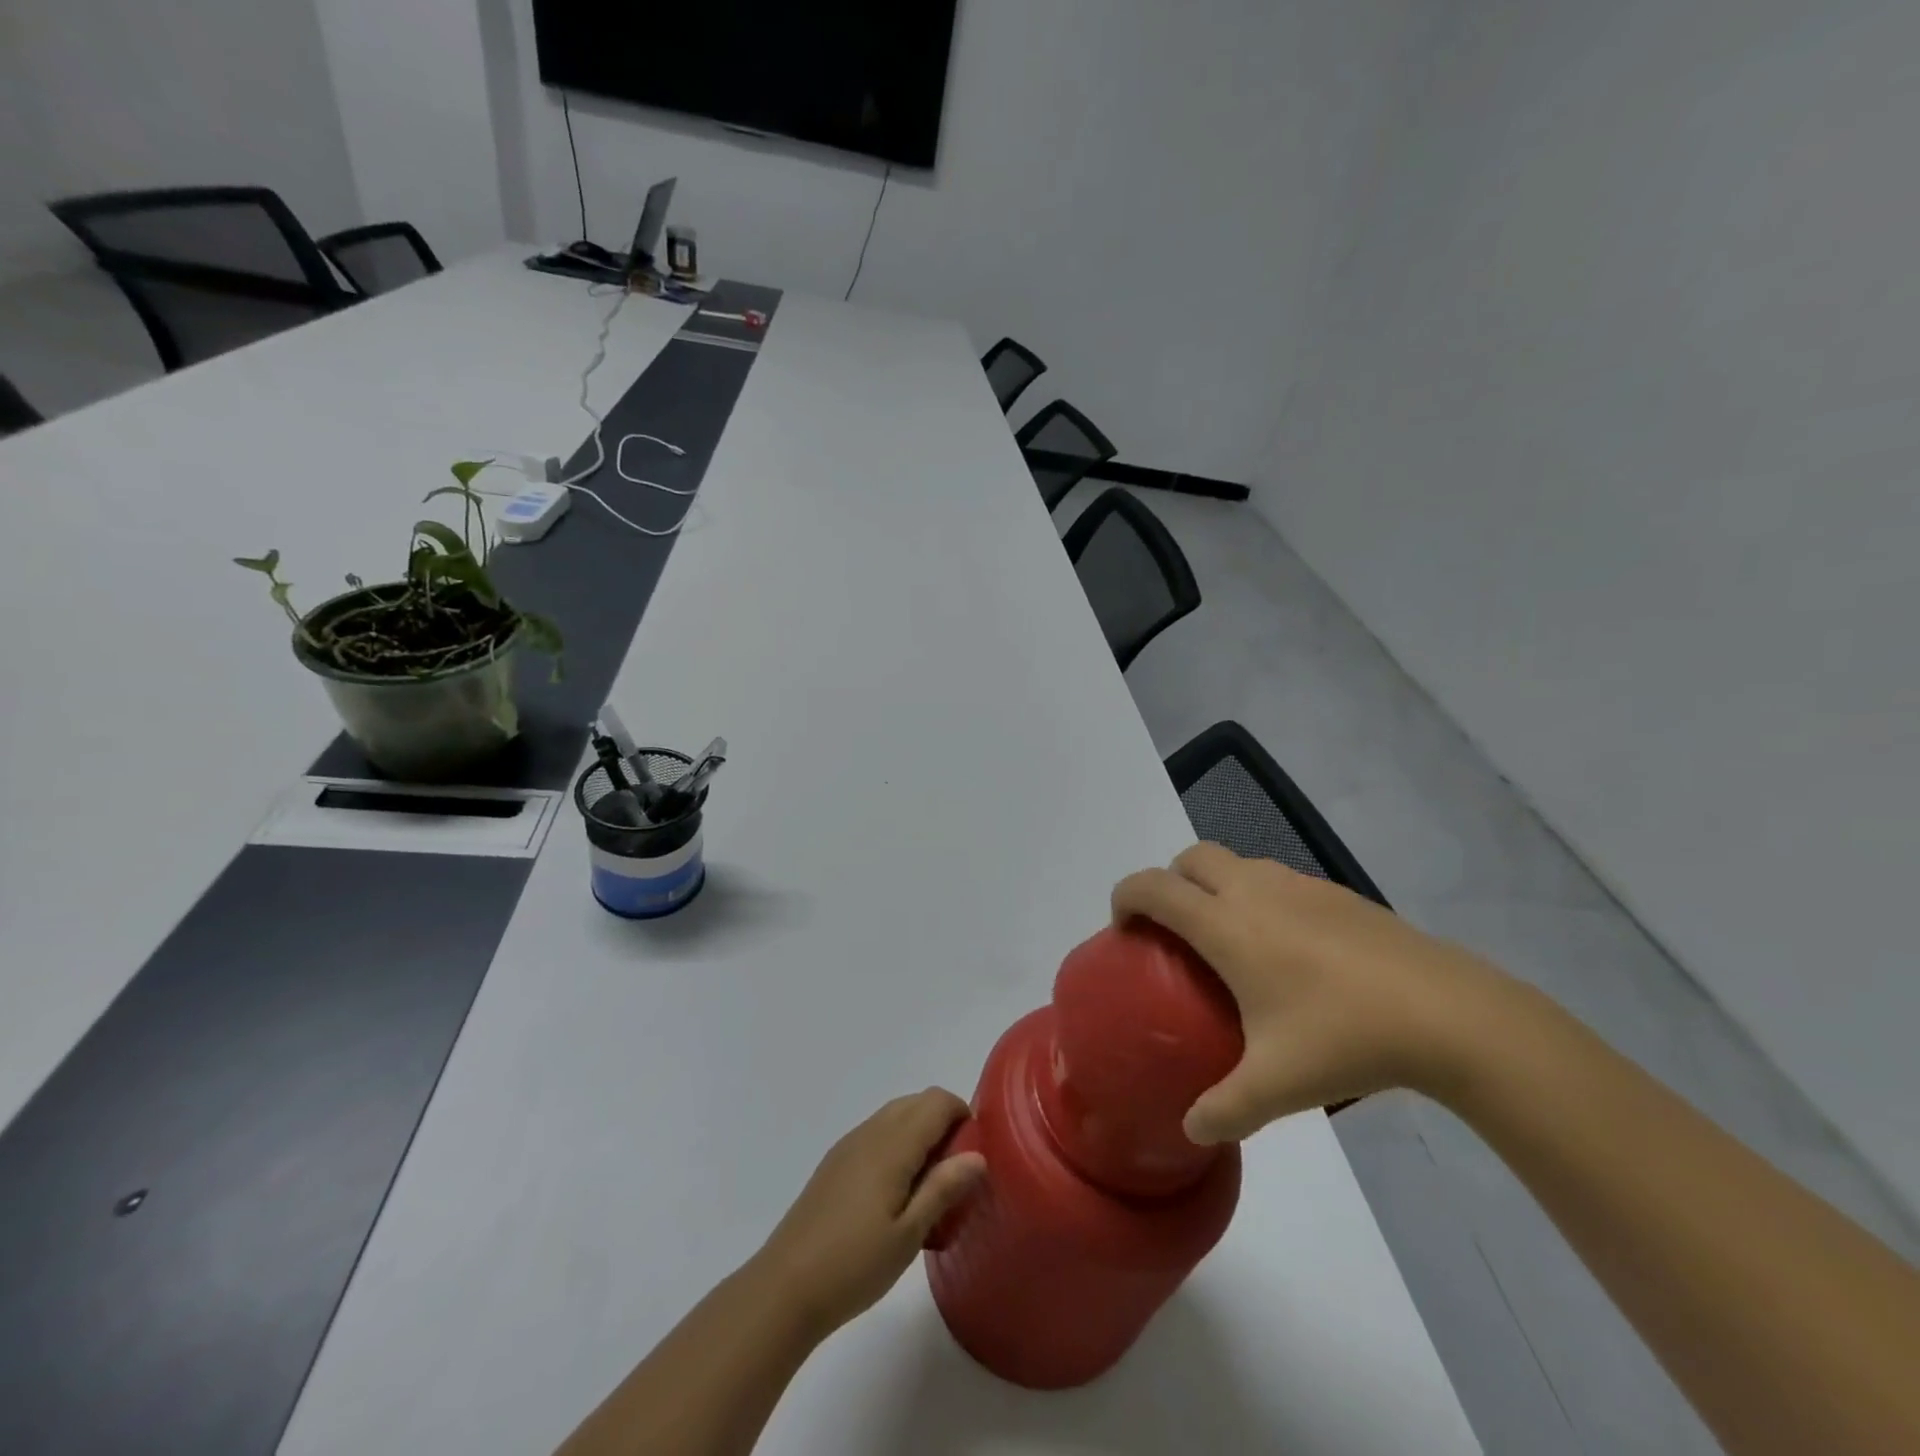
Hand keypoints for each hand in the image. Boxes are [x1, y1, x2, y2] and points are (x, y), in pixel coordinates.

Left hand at [753, 1089, 985, 1340]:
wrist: (785, 1288)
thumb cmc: (854, 1264)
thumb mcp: (909, 1234)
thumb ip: (944, 1188)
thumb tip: (978, 1155)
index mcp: (892, 1143)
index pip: (937, 1101)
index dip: (963, 1115)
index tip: (974, 1154)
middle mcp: (871, 1132)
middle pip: (916, 1103)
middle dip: (943, 1124)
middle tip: (955, 1174)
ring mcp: (849, 1145)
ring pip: (895, 1117)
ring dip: (919, 1135)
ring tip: (928, 1188)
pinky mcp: (835, 1163)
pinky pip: (877, 1135)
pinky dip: (897, 1146)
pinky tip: (895, 1196)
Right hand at [1112, 844, 1517, 1142]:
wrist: (1449, 1013)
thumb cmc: (1345, 1038)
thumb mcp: (1276, 1086)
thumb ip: (1224, 1110)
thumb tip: (1192, 1129)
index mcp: (1226, 924)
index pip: (1153, 887)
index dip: (1125, 897)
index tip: (1124, 929)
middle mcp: (1254, 890)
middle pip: (1191, 857)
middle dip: (1169, 882)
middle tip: (1177, 933)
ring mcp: (1298, 885)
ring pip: (1236, 863)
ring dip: (1215, 885)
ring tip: (1232, 940)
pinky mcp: (1336, 892)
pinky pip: (1276, 878)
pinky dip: (1259, 896)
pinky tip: (1289, 950)